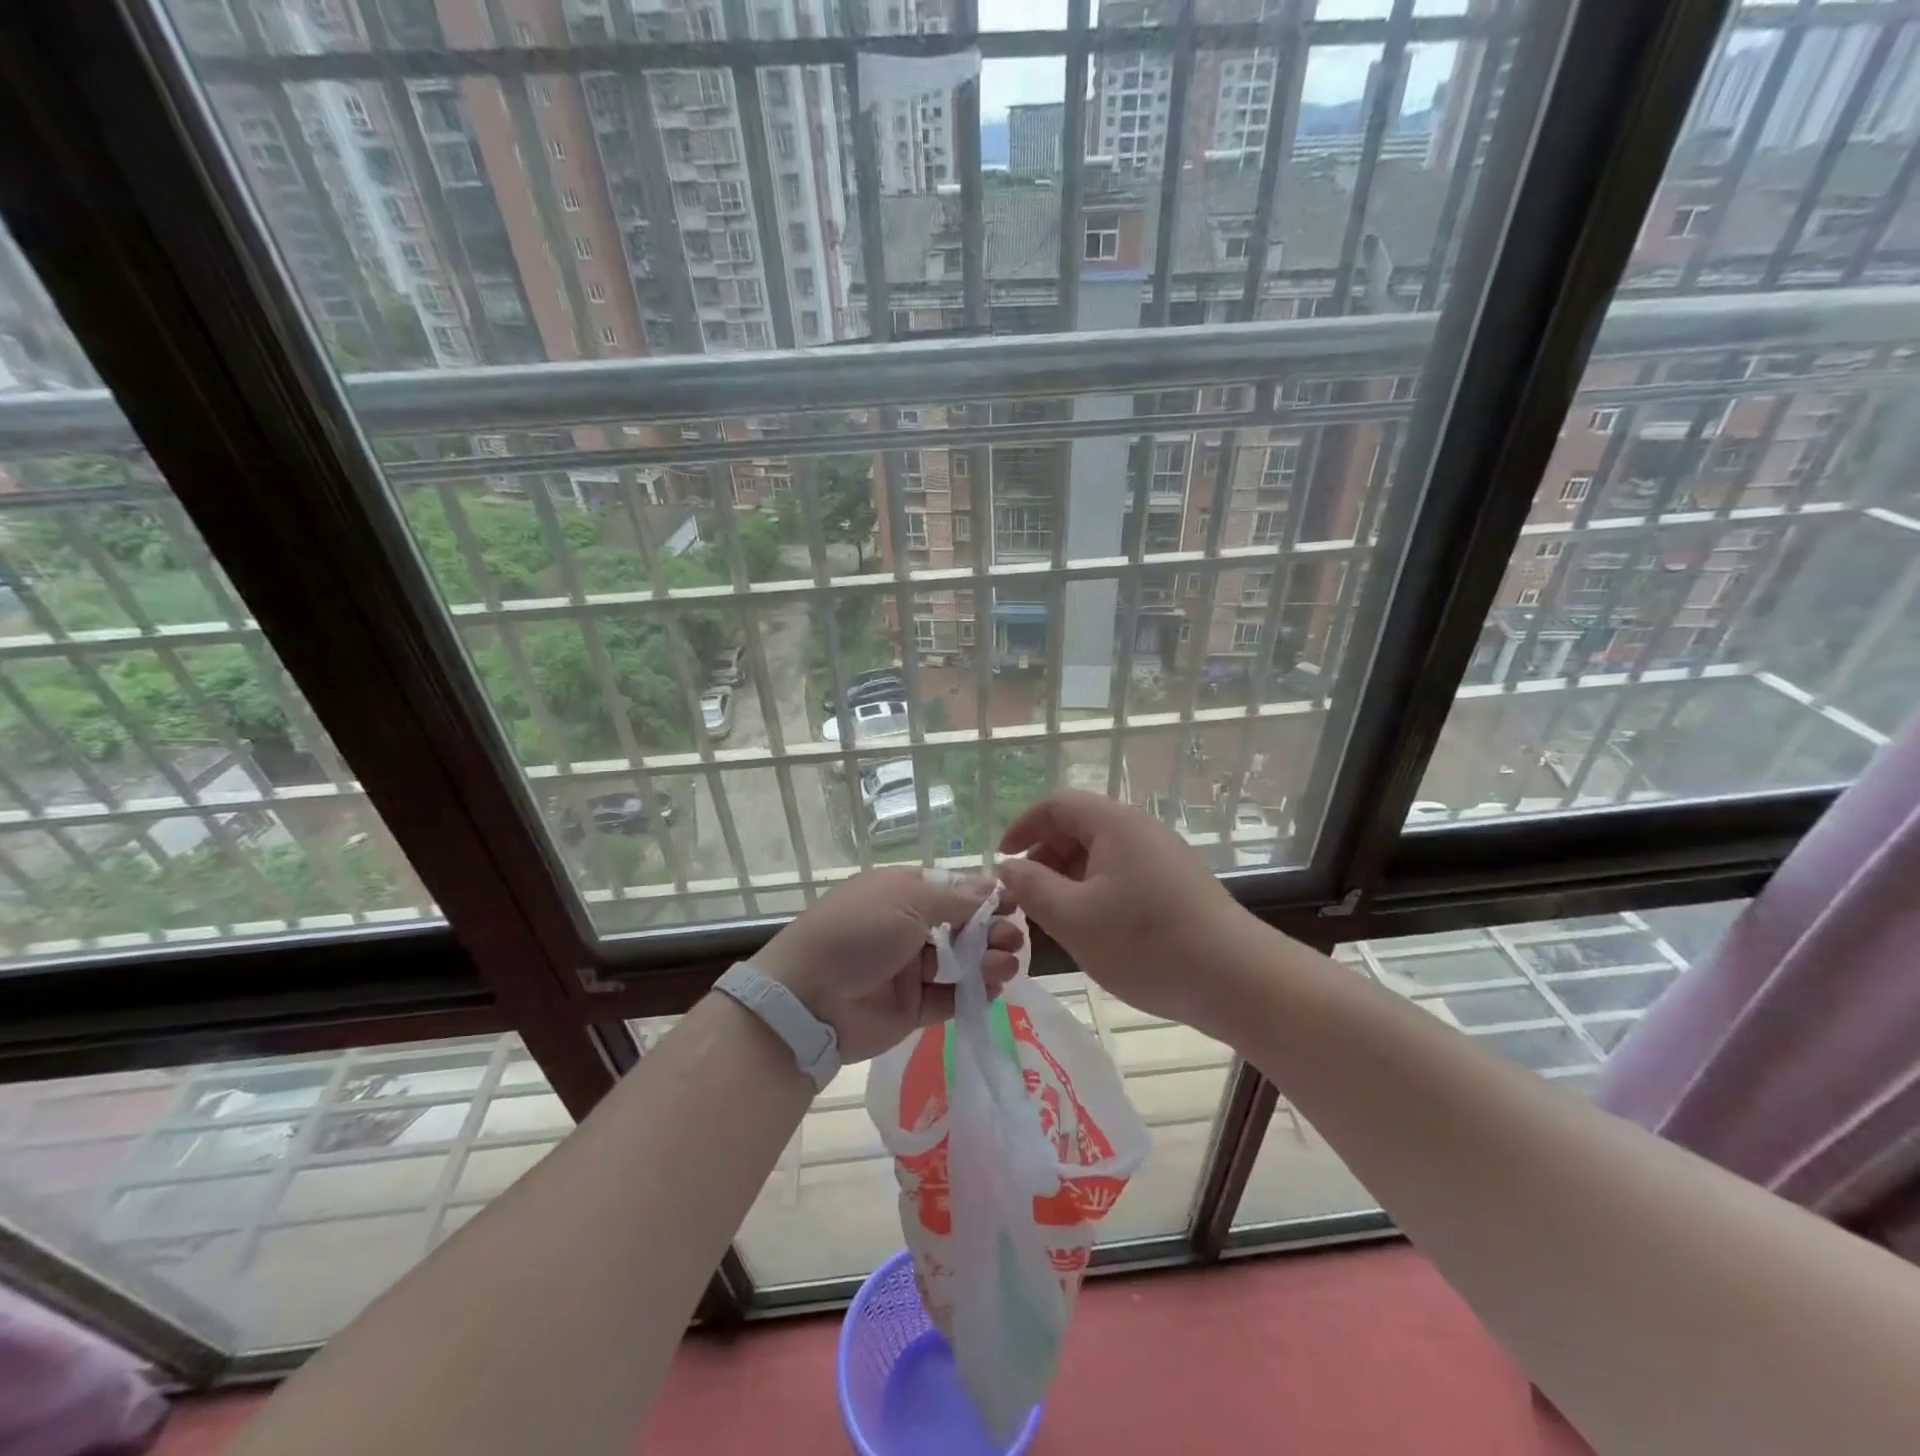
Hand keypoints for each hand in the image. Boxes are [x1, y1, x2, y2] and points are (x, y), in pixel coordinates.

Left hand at [754, 868, 1024, 1062]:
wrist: (808, 999)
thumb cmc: (857, 932)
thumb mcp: (906, 901)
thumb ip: (955, 899)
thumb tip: (993, 885)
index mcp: (900, 892)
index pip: (951, 890)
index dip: (982, 896)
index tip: (1014, 902)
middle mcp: (906, 927)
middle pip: (959, 926)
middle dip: (989, 930)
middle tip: (1013, 939)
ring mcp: (908, 968)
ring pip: (958, 962)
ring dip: (986, 960)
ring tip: (1006, 965)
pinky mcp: (910, 1007)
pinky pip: (949, 997)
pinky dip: (972, 992)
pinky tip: (993, 989)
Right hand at [997, 790, 1252, 1032]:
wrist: (1236, 978)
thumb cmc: (1145, 942)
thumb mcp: (1073, 918)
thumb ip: (1031, 887)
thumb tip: (1007, 866)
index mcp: (1114, 823)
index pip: (1057, 804)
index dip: (1023, 825)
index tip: (1002, 859)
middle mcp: (1140, 829)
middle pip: (1080, 826)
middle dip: (1044, 856)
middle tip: (1025, 896)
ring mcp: (1164, 856)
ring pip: (1102, 853)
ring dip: (1069, 877)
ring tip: (1055, 917)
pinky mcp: (1178, 883)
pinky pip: (1124, 873)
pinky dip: (1097, 890)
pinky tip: (1095, 928)